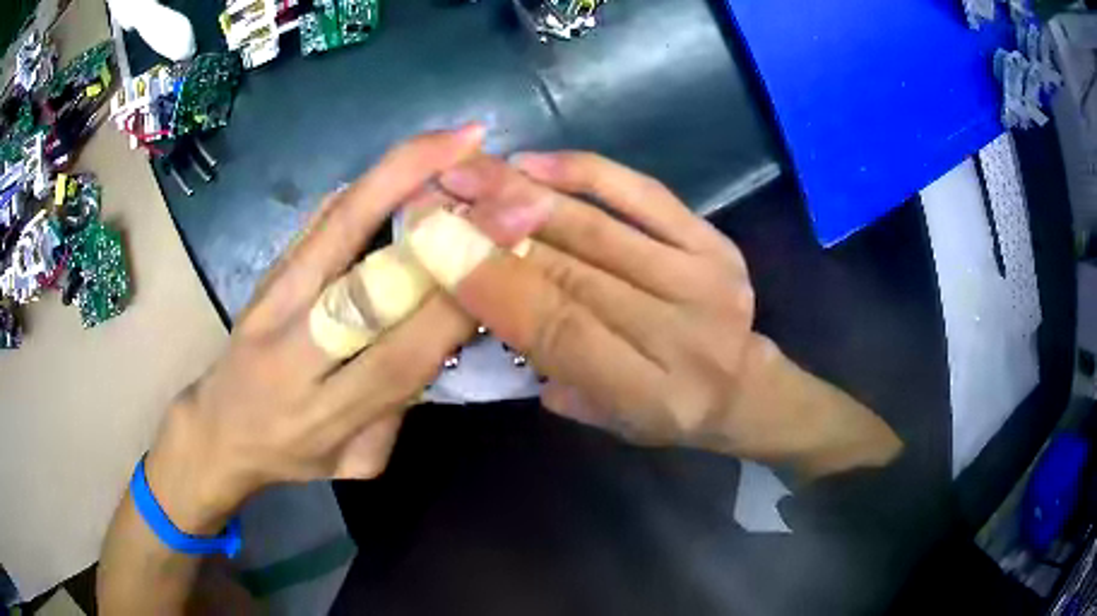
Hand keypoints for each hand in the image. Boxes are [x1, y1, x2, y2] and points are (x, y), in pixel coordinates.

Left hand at [143, 127, 483, 533]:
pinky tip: (405, 157)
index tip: (506, 246)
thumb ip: (400, 408)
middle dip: (431, 219)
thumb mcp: (357, 461)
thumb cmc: (293, 455)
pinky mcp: (265, 272)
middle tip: (488, 172)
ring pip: (334, 229)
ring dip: (396, 176)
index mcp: (327, 413)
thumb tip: (444, 334)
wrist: (218, 430)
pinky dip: (364, 185)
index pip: (401, 354)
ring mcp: (271, 301)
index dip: (455, 300)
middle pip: (363, 280)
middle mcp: (294, 352)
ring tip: (454, 139)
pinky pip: (316, 220)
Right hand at [414, 152, 901, 479]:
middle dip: (495, 229)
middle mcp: (683, 334)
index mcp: (651, 396)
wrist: (747, 387)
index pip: (561, 332)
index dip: (496, 286)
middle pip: (574, 272)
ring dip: (525, 193)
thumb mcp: (606, 419)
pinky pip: (645, 194)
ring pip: (600, 226)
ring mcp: (706, 279)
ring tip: (470, 170)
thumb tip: (487, 298)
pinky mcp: (715, 243)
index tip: (436, 246)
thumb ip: (550, 371)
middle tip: (437, 195)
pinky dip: (587, 173)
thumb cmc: (668, 412)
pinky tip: (534, 162)